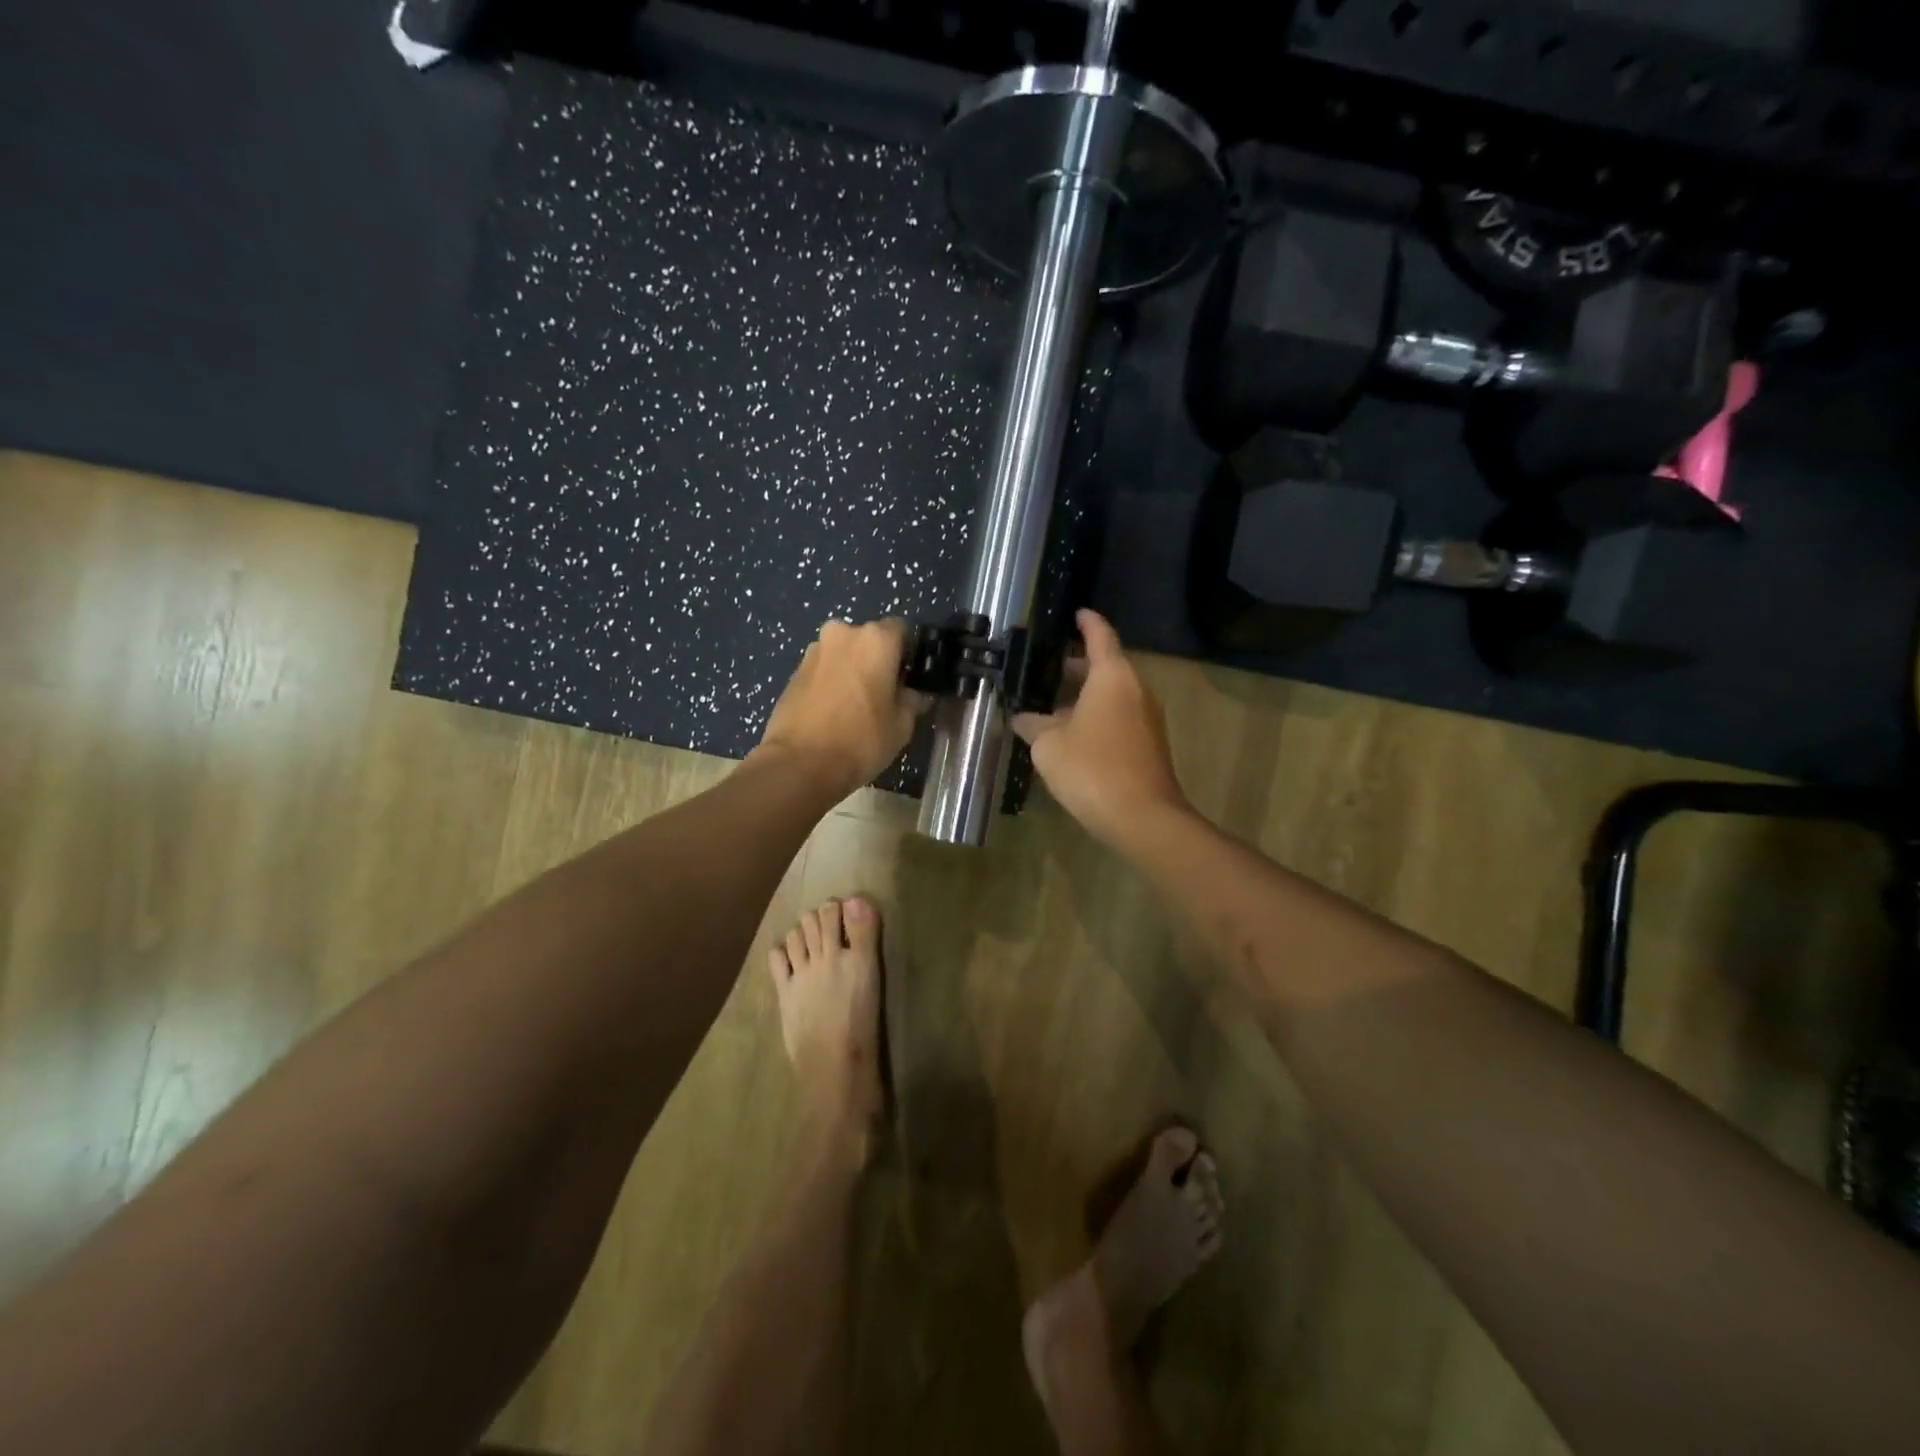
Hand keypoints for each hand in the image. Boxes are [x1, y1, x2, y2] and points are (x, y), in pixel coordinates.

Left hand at [757, 619, 928, 795]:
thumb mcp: (902, 725)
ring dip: (852, 670)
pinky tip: (833, 713)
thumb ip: (913, 701)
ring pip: (843, 654)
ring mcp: (813, 651)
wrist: (800, 764)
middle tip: (884, 694)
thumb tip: (915, 695)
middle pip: (869, 640)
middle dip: (877, 660)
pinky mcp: (793, 672)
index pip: (902, 630)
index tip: (910, 678)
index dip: (909, 653)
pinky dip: (831, 683)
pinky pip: (823, 670)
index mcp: (875, 639)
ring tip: (856, 706)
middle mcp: (843, 633)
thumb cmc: (861, 740)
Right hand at [1012, 610, 1190, 846]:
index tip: (1076, 613)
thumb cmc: (1091, 769)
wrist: (1142, 817)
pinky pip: (1119, 717)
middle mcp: (1136, 690)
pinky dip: (1097, 716)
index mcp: (1113, 677)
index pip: (1100, 636)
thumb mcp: (1048, 745)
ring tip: (1051, 705)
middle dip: (1077, 666)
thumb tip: (1023, 718)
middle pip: (1106, 666)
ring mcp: (1147, 718)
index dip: (1086, 622)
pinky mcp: (1149, 744)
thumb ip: (1033, 725)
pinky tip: (1072, 736)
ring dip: (1085, 696)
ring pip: (1113, 695)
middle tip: (1045, 668)